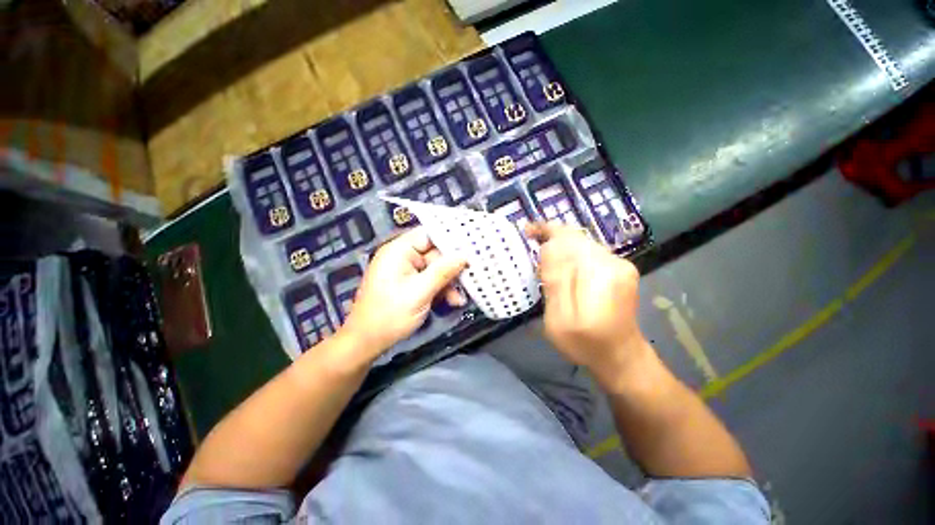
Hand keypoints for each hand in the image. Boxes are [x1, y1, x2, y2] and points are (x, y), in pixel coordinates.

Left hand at [340, 228, 466, 359]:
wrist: (366, 342)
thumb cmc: (389, 315)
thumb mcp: (419, 293)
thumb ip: (442, 272)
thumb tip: (464, 256)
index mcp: (399, 251)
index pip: (429, 234)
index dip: (450, 239)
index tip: (471, 248)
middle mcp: (403, 256)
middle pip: (435, 253)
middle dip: (452, 269)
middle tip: (469, 280)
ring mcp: (406, 270)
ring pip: (436, 269)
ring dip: (448, 283)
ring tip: (459, 299)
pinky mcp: (410, 283)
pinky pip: (430, 280)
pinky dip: (441, 289)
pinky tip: (452, 301)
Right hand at [525, 222, 650, 385]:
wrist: (621, 357)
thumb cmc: (585, 343)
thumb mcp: (559, 319)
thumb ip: (555, 281)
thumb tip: (548, 247)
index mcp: (599, 274)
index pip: (568, 240)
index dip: (546, 231)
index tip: (528, 230)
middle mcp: (613, 262)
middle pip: (576, 237)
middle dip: (552, 235)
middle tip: (531, 238)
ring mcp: (620, 265)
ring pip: (583, 243)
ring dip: (561, 244)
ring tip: (542, 253)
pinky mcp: (620, 270)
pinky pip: (589, 252)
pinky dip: (572, 253)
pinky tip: (562, 264)